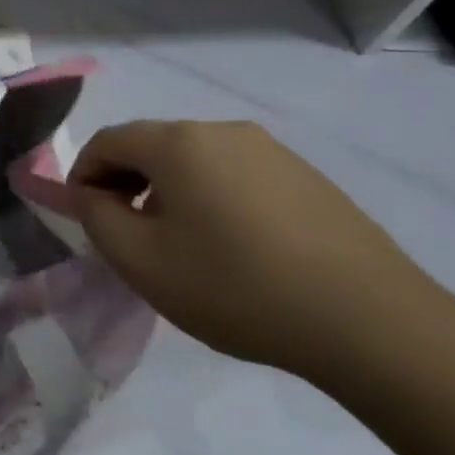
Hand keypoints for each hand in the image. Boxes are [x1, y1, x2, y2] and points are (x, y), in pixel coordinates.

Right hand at [67, 120, 439, 379]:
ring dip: (170, 192)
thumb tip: (90, 193)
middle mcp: (224, 131)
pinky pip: (237, 176)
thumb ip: (95, 217)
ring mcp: (272, 151)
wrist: (370, 323)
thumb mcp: (140, 260)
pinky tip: (234, 248)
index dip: (83, 175)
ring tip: (181, 246)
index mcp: (178, 143)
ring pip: (196, 161)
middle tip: (128, 235)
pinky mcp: (308, 177)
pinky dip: (214, 200)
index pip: (108, 140)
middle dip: (126, 183)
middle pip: (152, 146)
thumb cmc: (235, 287)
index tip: (85, 218)